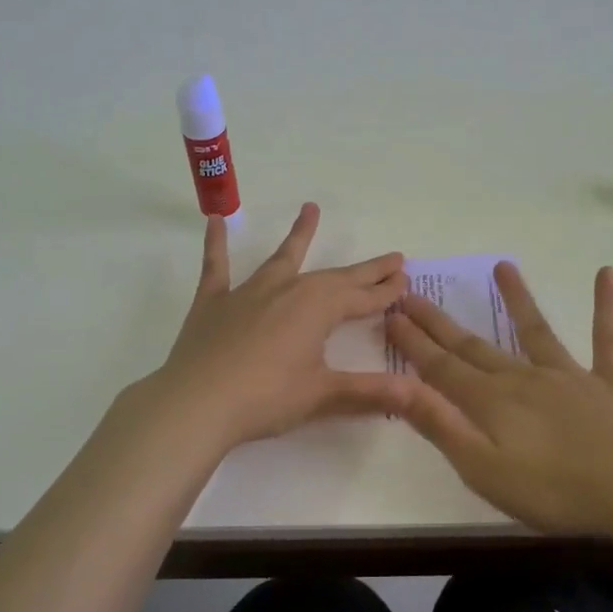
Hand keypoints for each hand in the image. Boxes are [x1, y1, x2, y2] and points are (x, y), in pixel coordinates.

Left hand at [141, 203, 413, 451]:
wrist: (196, 403)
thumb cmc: (265, 398)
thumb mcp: (322, 395)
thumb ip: (368, 391)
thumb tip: (415, 393)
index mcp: (318, 309)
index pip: (362, 298)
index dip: (386, 291)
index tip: (406, 280)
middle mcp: (287, 290)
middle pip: (334, 277)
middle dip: (365, 270)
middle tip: (392, 258)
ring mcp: (248, 292)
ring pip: (281, 258)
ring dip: (299, 235)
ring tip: (310, 208)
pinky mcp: (214, 302)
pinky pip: (217, 266)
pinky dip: (217, 243)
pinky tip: (216, 220)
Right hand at [386, 261, 612, 547]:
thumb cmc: (554, 491)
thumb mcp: (482, 468)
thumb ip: (440, 424)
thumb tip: (396, 385)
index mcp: (491, 401)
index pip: (440, 366)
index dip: (412, 342)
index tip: (389, 314)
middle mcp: (524, 378)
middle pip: (474, 345)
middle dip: (439, 322)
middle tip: (412, 293)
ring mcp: (570, 376)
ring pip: (535, 331)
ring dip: (517, 299)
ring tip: (502, 265)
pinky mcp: (609, 384)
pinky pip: (606, 339)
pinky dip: (606, 307)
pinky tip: (607, 274)